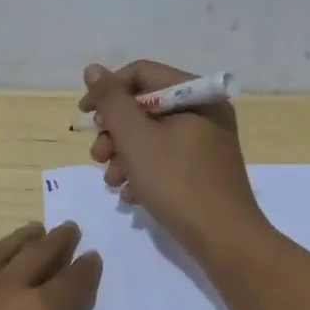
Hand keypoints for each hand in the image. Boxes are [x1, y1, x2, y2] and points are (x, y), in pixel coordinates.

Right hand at [79, 60, 267, 258]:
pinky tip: (131, 195)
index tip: (85, 116)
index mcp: (197, 95)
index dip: (108, 91)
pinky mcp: (202, 170)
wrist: (223, 239)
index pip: (142, 74)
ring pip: (151, 136)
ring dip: (124, 156)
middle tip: (99, 155)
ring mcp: (206, 143)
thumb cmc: (177, 182)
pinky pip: (165, 159)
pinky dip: (143, 172)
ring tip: (112, 181)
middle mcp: (204, 112)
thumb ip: (112, 101)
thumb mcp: (136, 138)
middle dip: (115, 132)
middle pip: (145, 107)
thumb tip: (93, 69)